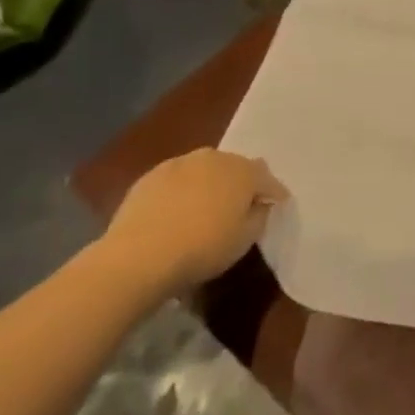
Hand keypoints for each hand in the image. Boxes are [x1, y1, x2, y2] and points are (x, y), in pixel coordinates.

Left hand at [98, 150, 285, 299]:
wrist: (138, 256)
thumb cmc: (202, 248)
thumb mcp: (245, 240)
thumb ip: (259, 216)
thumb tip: (259, 204)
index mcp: (244, 171)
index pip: (267, 179)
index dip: (274, 193)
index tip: (276, 205)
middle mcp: (215, 158)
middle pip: (236, 168)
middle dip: (240, 184)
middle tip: (238, 207)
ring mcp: (180, 163)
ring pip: (205, 170)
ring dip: (209, 184)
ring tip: (204, 209)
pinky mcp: (150, 176)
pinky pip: (177, 180)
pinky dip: (181, 191)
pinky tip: (175, 213)